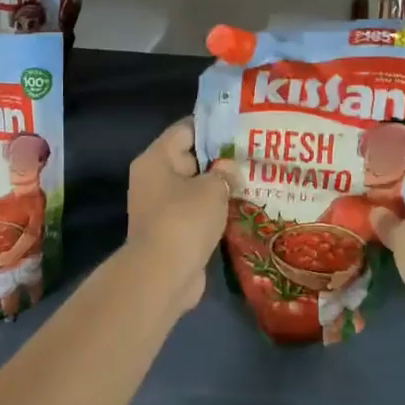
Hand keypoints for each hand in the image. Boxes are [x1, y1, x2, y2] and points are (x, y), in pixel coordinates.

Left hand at [126, 119, 234, 313]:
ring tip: (251, 183)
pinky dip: (213, 212)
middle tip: (252, 157)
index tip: (240, 130)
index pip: (185, 130)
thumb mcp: (212, 188)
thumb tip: (228, 170)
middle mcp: (152, 179)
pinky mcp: (170, 232)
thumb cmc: (184, 220)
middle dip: (220, 160)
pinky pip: (194, 212)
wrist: (162, 276)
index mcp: (156, 159)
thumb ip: (224, 172)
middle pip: (190, 159)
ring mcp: (159, 207)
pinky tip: (239, 210)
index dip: (213, 128)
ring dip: (218, 189)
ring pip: (194, 188)